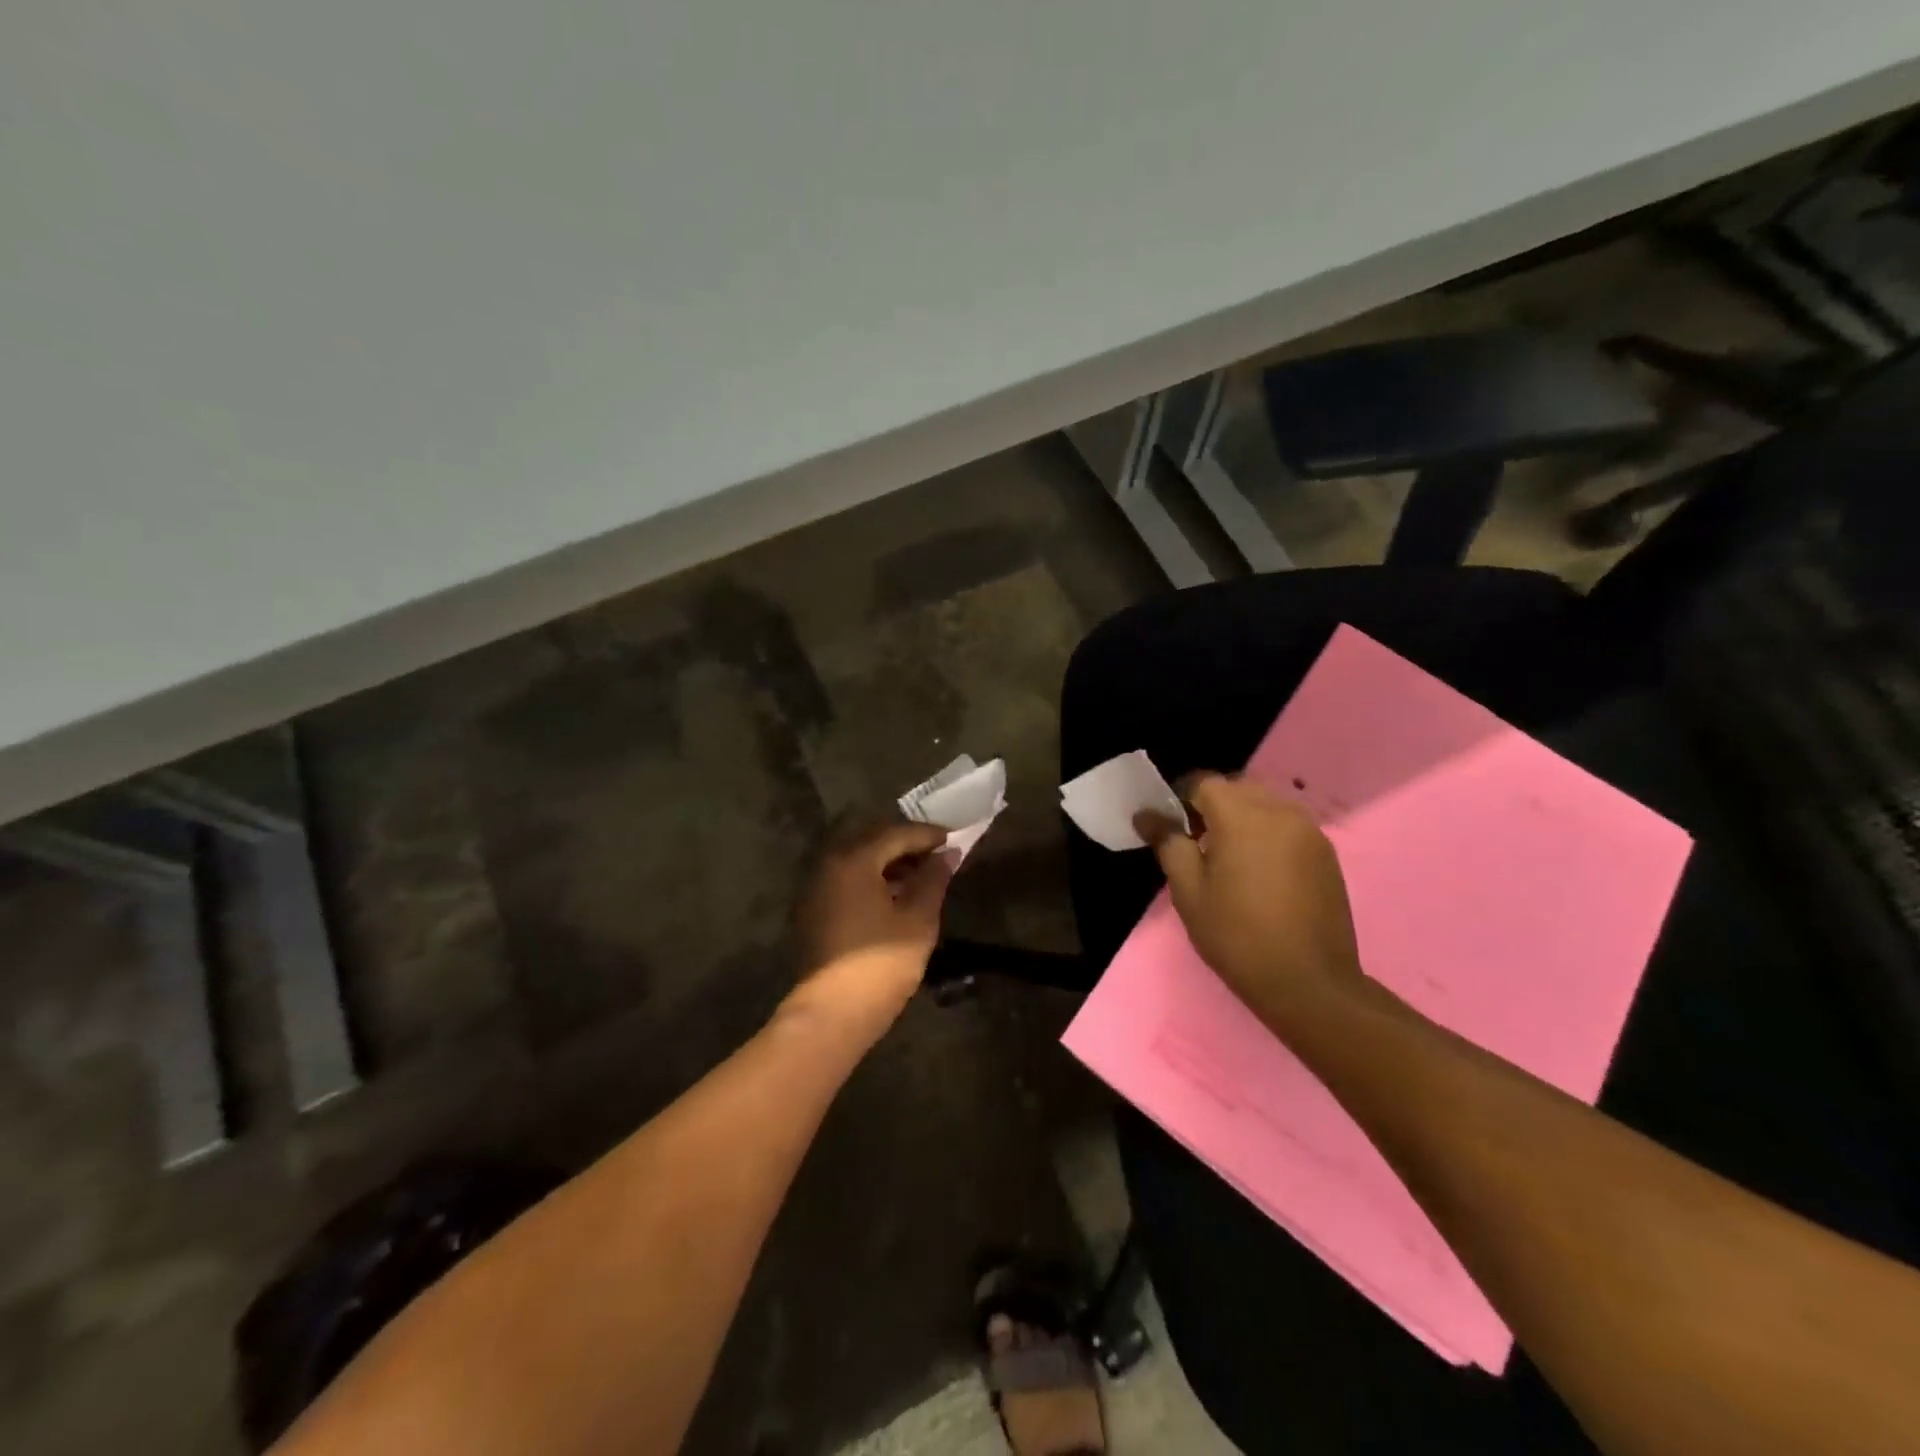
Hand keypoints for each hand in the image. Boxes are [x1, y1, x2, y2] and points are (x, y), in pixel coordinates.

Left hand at [787, 820, 953, 1036]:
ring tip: (922, 877)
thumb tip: (947, 854)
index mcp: (854, 859)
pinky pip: (848, 881)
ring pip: (859, 861)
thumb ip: (933, 880)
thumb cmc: (881, 963)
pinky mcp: (814, 910)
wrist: (832, 1014)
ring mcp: (817, 888)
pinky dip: (872, 880)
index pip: (896, 833)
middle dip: (907, 845)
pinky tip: (895, 897)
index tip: (954, 839)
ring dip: (889, 863)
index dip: (928, 835)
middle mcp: (830, 864)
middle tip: (938, 855)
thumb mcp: (918, 919)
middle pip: (873, 841)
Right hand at [1138, 773, 1362, 1021]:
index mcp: (1242, 816)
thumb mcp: (1189, 892)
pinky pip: (1287, 826)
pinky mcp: (1326, 853)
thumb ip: (1168, 844)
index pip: (1203, 782)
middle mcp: (1280, 811)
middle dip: (1212, 805)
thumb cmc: (1237, 936)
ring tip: (1228, 857)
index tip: (1169, 825)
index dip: (1180, 798)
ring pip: (1265, 805)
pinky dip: (1267, 834)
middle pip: (1237, 789)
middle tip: (1195, 842)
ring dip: (1242, 818)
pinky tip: (1259, 871)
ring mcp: (1309, 831)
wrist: (1309, 983)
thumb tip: (1148, 815)